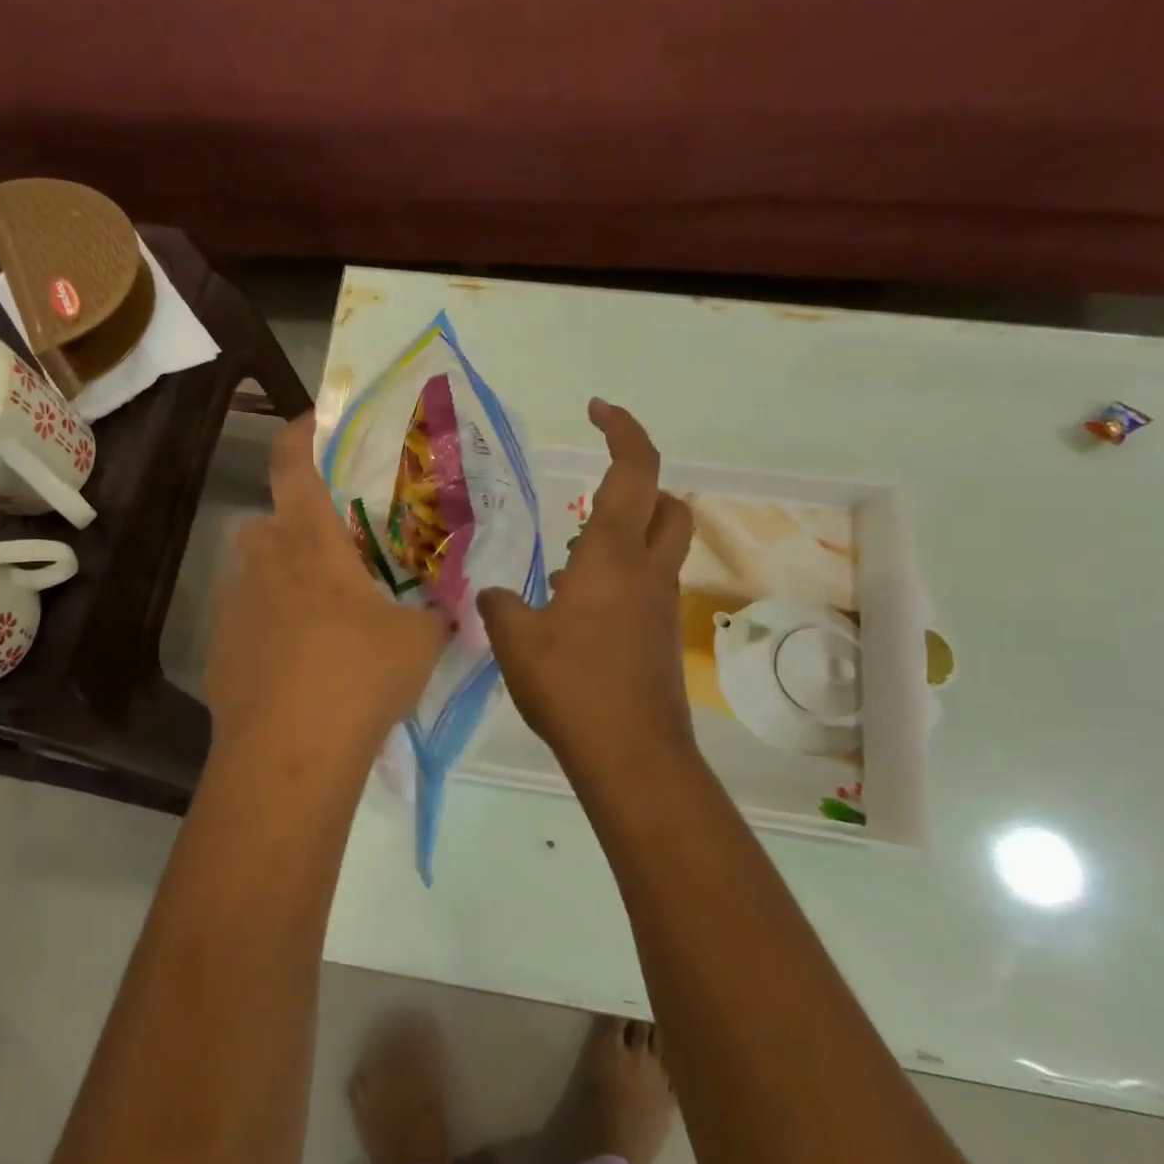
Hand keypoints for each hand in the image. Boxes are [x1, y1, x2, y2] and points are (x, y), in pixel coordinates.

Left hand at [206, 413, 448, 779]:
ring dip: (282, 584)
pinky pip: (247, 625)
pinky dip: (270, 632)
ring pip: (255, 577)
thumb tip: (447, 613)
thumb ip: (434, 618)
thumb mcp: (417, 642)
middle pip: (266, 524)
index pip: (294, 468)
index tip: (313, 422)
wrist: (289, 754)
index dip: (300, 435)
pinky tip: (299, 669)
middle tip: (332, 556)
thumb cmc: (358, 675)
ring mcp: (234, 611)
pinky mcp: (220, 654)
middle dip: (292, 529)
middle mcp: (262, 566)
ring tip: (322, 621)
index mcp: (310, 545)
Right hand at [477, 399, 696, 787]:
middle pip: (668, 504)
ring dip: (629, 534)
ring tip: (572, 561)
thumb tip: (495, 595)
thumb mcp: (515, 639)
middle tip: (596, 494)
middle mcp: (647, 571)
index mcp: (613, 554)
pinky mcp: (661, 637)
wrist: (631, 753)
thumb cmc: (572, 684)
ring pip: (662, 547)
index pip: (634, 469)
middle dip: (641, 484)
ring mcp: (661, 605)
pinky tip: (580, 609)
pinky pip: (649, 586)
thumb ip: (500, 605)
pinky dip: (623, 577)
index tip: (597, 410)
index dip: (622, 429)